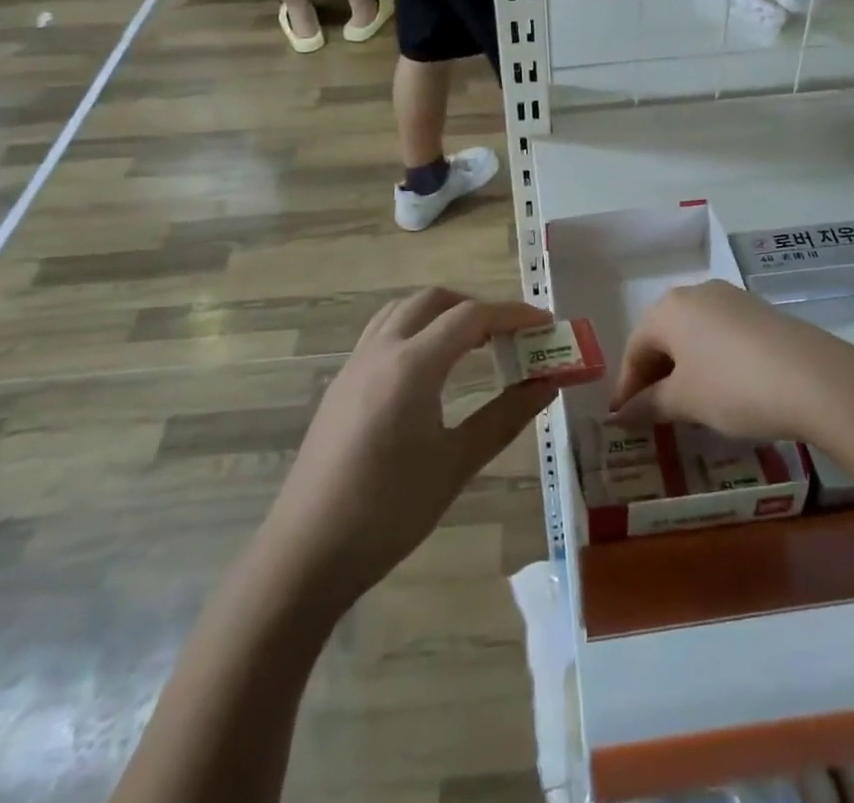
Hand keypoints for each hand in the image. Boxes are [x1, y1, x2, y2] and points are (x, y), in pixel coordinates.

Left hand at [262, 288, 554, 610]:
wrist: (307, 553)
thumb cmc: (389, 510)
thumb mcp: (456, 464)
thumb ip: (504, 417)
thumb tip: (546, 385)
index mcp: (412, 365)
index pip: (470, 317)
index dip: (512, 315)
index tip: (544, 324)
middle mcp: (381, 350)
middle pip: (434, 301)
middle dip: (475, 307)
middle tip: (508, 335)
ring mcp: (355, 365)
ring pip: (403, 311)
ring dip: (441, 314)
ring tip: (471, 345)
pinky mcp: (341, 385)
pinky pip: (383, 333)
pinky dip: (415, 331)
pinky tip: (429, 370)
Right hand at [609, 279, 853, 442]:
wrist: (817, 379)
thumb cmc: (735, 387)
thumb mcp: (686, 401)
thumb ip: (649, 405)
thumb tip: (621, 414)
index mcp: (669, 308)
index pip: (635, 347)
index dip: (627, 386)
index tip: (622, 419)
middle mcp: (697, 293)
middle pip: (663, 336)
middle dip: (654, 375)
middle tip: (652, 413)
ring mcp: (732, 299)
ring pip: (694, 334)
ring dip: (684, 368)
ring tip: (687, 404)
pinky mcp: (761, 312)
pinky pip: (721, 335)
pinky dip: (712, 361)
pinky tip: (723, 389)